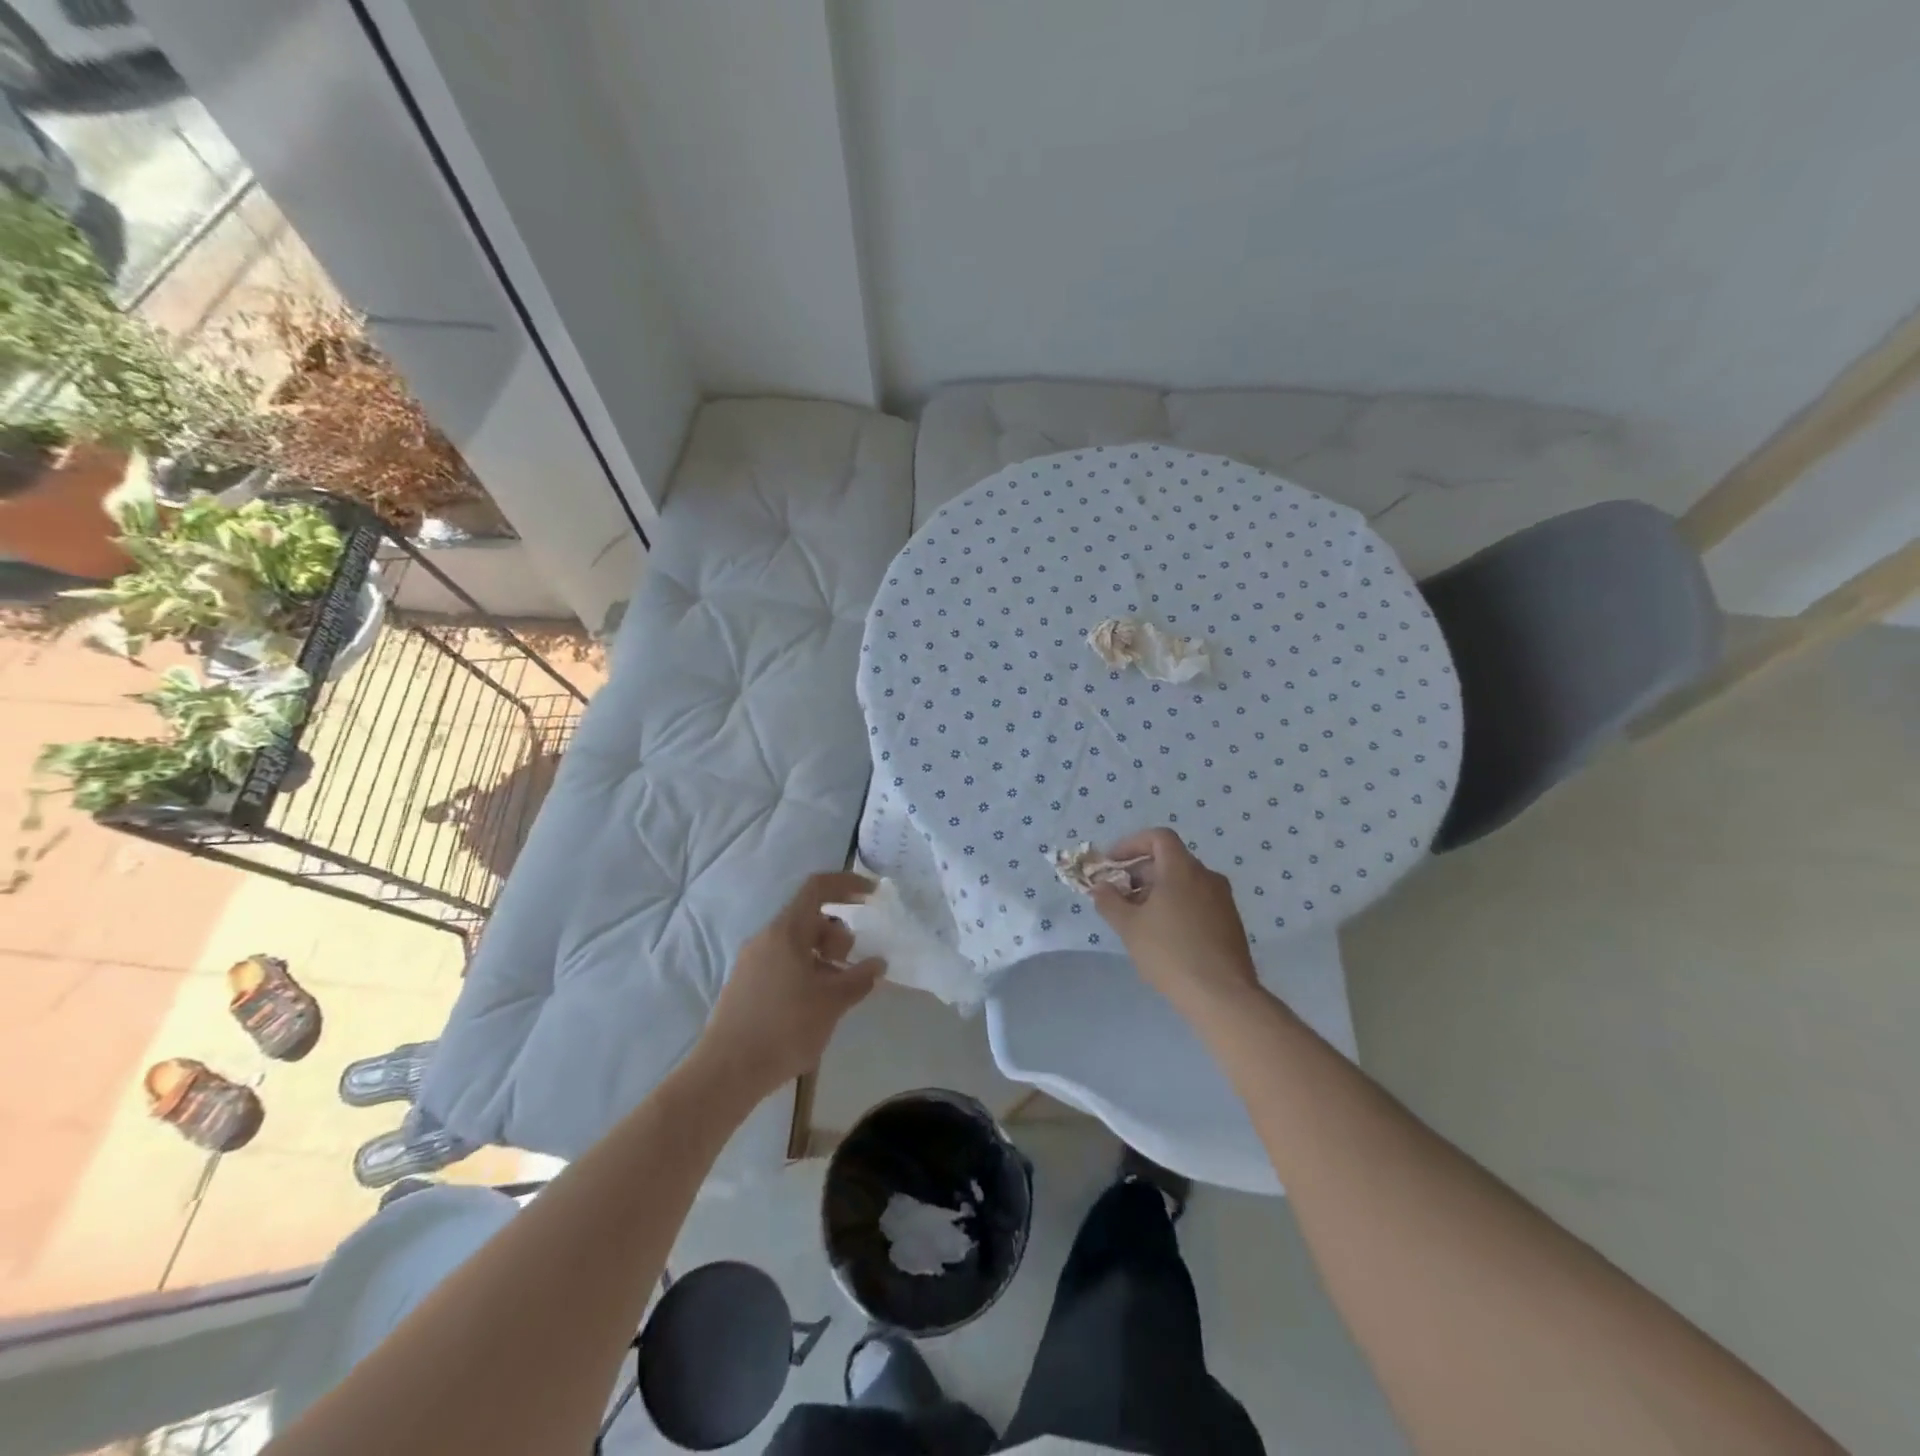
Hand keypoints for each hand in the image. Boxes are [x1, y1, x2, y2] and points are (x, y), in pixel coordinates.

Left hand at [698, 872, 884, 1095]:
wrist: (726, 1072)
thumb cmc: (784, 1028)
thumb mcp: (832, 1003)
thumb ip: (859, 978)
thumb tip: (877, 963)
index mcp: (786, 931)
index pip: (817, 888)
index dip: (847, 884)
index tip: (872, 895)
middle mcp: (765, 938)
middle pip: (809, 917)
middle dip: (838, 934)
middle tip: (851, 965)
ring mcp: (751, 961)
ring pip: (796, 944)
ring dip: (823, 957)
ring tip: (836, 991)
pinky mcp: (744, 984)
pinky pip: (782, 963)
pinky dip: (805, 971)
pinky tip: (813, 1005)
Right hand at [1091, 828, 1259, 1014]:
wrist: (1222, 996)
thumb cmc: (1170, 953)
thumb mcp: (1129, 927)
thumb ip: (1109, 901)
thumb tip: (1100, 887)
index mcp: (1182, 869)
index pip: (1158, 837)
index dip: (1131, 844)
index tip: (1112, 864)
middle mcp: (1207, 876)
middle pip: (1170, 860)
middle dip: (1140, 872)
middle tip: (1119, 896)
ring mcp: (1223, 900)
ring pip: (1184, 883)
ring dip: (1158, 891)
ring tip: (1139, 919)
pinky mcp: (1231, 922)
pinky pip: (1198, 901)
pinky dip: (1177, 906)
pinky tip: (1164, 936)